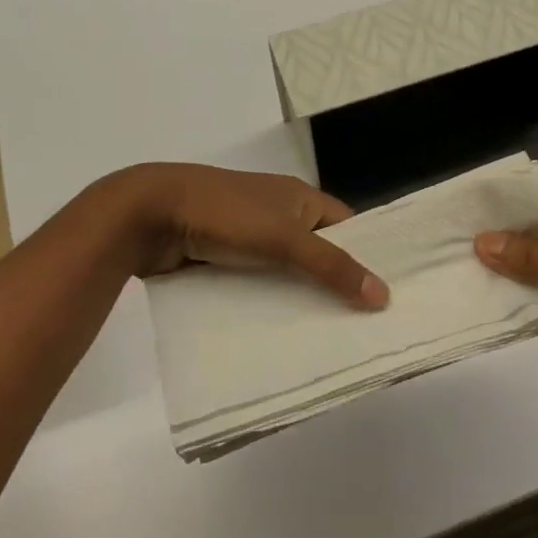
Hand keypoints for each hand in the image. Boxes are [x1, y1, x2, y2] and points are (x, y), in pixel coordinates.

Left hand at [98, 164, 389, 309]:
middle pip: (317, 252)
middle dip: (334, 284)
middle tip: (362, 327)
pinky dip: (266, 304)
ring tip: (326, 340)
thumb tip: (383, 295)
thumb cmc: (226, 214)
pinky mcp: (221, 259)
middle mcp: (278, 214)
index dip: (368, 254)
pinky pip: (255, 285)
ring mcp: (247, 237)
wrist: (150, 213)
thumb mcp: (284, 238)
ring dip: (298, 299)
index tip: (387, 293)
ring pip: (284, 272)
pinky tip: (278, 336)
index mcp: (299, 198)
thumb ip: (331, 266)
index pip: (347, 226)